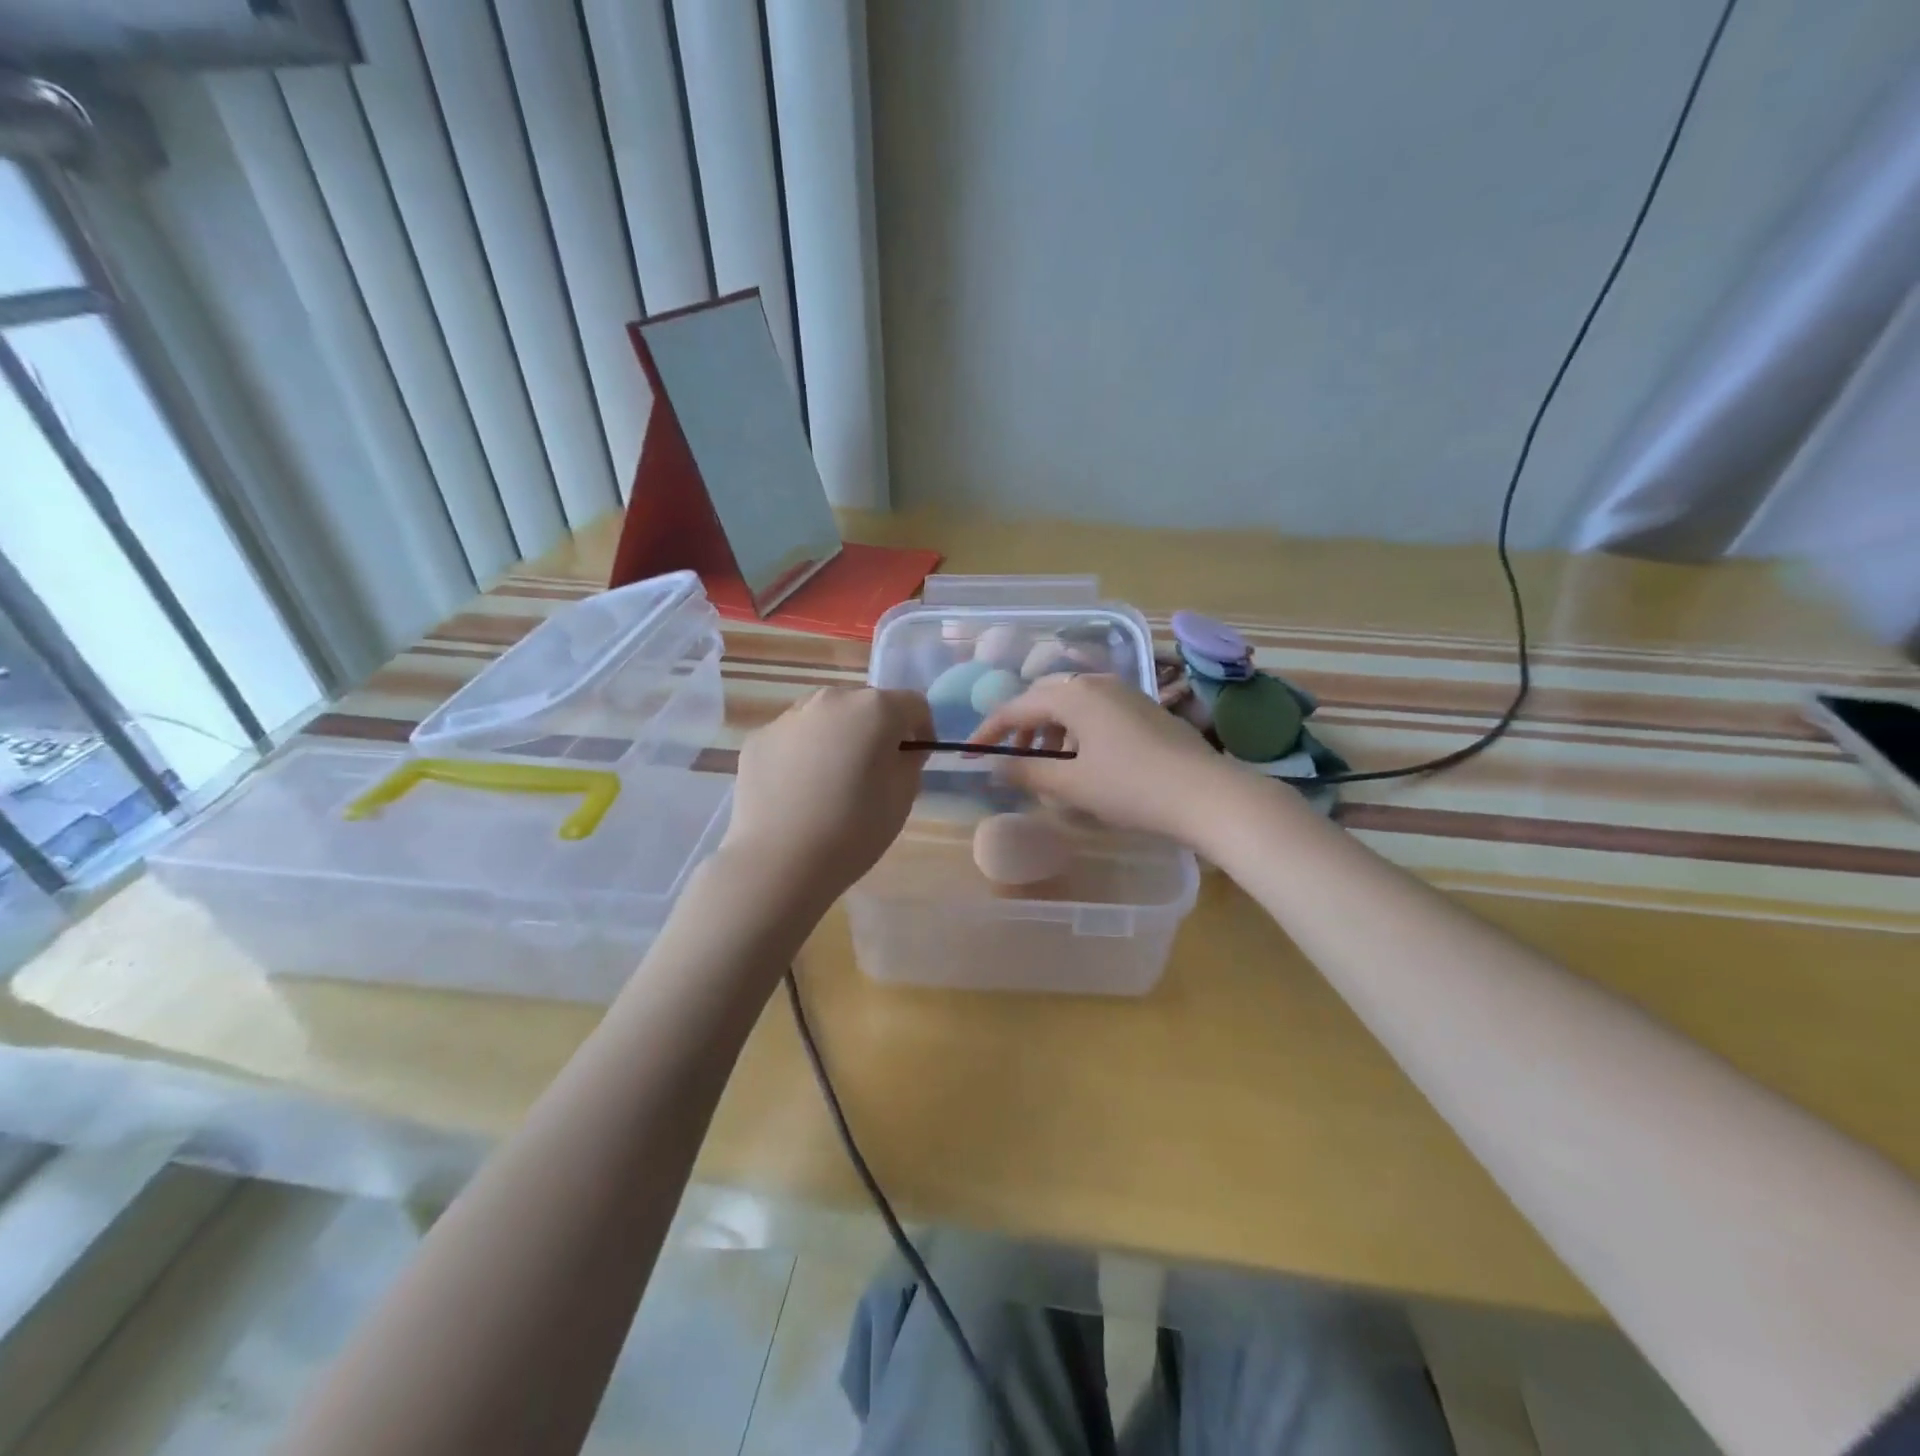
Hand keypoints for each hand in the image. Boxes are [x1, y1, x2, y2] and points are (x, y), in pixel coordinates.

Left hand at [722, 687, 933, 904]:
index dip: (922, 730)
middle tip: (874, 771)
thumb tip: (900, 749)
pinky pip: (793, 738)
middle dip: (876, 730)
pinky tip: (799, 791)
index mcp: (874, 709)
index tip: (915, 759)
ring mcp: (789, 717)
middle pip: (866, 705)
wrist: (779, 861)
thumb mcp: (903, 797)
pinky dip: (803, 753)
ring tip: (832, 781)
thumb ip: (909, 761)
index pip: (913, 705)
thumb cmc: (854, 829)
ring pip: (826, 718)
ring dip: (838, 737)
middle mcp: (831, 700)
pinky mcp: (759, 738)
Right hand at [967, 673, 1241, 842]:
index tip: (971, 753)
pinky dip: (1078, 732)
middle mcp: (1098, 684)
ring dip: (1051, 730)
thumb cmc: (1130, 787)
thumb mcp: (1071, 785)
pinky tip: (1085, 761)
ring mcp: (1126, 694)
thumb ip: (1027, 773)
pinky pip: (1098, 712)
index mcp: (1074, 696)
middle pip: (1045, 698)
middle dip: (1023, 726)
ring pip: (1074, 705)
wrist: (1206, 794)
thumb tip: (995, 767)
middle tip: (1012, 757)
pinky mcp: (1146, 710)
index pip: (1017, 706)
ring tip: (1048, 764)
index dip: (990, 730)